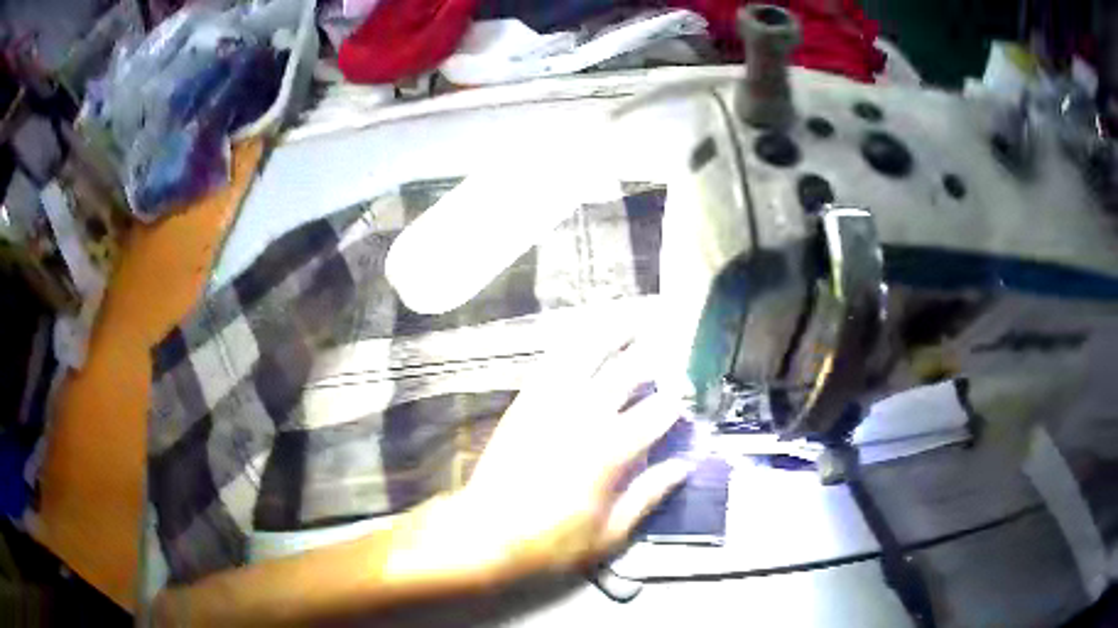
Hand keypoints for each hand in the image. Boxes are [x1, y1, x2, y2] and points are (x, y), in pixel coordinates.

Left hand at [451, 333, 693, 577]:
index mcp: (608, 452)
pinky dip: (573, 344)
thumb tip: (682, 466)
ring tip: (633, 319)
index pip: (656, 413)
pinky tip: (585, 337)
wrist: (484, 533)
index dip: (678, 402)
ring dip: (613, 333)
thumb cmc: (551, 542)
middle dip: (654, 356)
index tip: (691, 397)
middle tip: (672, 345)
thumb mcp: (609, 534)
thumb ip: (648, 495)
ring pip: (586, 355)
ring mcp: (550, 404)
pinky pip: (552, 363)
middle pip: (626, 372)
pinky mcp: (526, 403)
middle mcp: (582, 417)